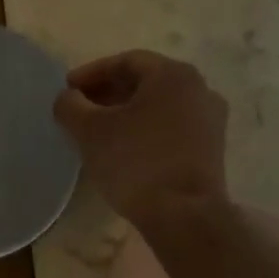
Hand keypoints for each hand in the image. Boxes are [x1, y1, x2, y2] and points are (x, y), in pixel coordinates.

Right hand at [53, 50, 228, 222]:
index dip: (91, 73)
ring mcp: (210, 120)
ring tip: (97, 130)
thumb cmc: (135, 161)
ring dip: (126, 112)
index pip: (125, 61)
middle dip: (108, 92)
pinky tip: (123, 147)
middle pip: (144, 81)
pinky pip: (171, 126)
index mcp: (172, 75)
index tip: (67, 90)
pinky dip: (145, 129)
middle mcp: (199, 89)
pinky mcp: (211, 148)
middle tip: (79, 109)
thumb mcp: (89, 130)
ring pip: (159, 105)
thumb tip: (68, 98)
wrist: (184, 215)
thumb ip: (70, 105)